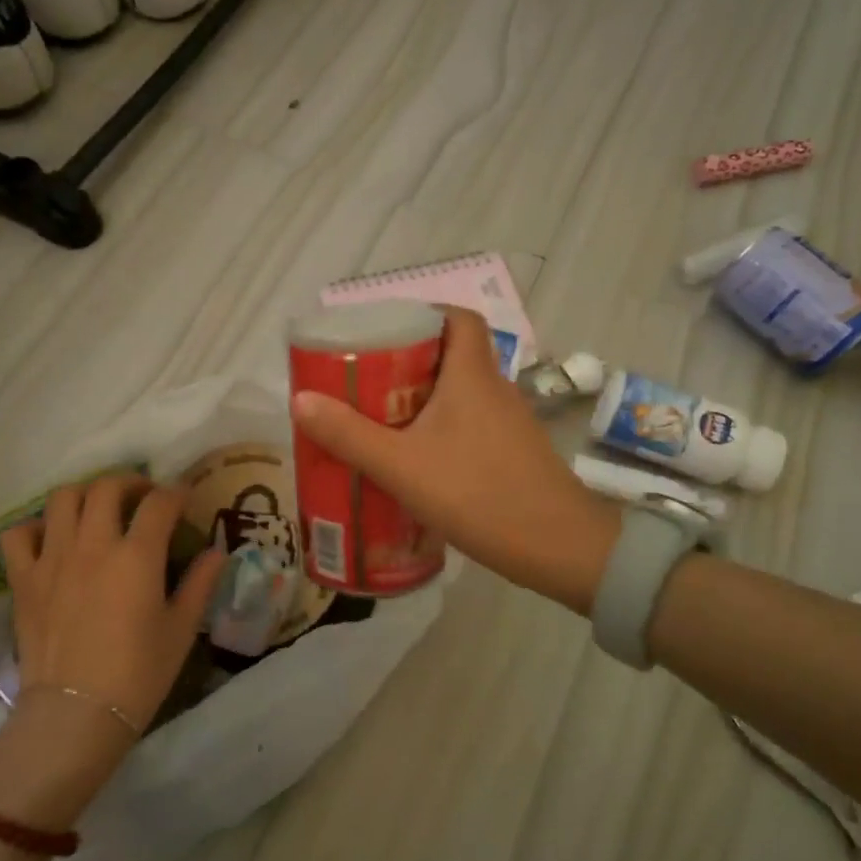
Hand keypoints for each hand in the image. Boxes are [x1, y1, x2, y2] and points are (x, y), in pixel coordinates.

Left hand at [0, 475, 225, 733]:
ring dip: (85, 494)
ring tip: (98, 509)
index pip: (159, 503)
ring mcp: (53, 558)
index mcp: (137, 556)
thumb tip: (217, 552)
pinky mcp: (24, 579)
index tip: (184, 497)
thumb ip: (200, 584)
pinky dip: (36, 527)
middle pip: (107, 487)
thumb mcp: (181, 629)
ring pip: (63, 498)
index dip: (176, 493)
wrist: (75, 715)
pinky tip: (52, 539)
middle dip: (130, 482)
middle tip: (143, 497)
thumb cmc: (138, 674)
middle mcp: (94, 545)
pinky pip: (19, 534)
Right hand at [291, 309, 621, 613]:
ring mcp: (508, 423)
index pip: (459, 317)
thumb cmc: (478, 494)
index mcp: (472, 375)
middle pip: (452, 353)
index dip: (425, 311)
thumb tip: (301, 400)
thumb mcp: (402, 466)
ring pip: (460, 392)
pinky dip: (440, 428)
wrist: (559, 549)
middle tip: (365, 378)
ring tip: (378, 417)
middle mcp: (494, 389)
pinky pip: (470, 423)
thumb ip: (350, 435)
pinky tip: (414, 458)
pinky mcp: (512, 453)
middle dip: (407, 360)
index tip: (385, 328)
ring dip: (422, 397)